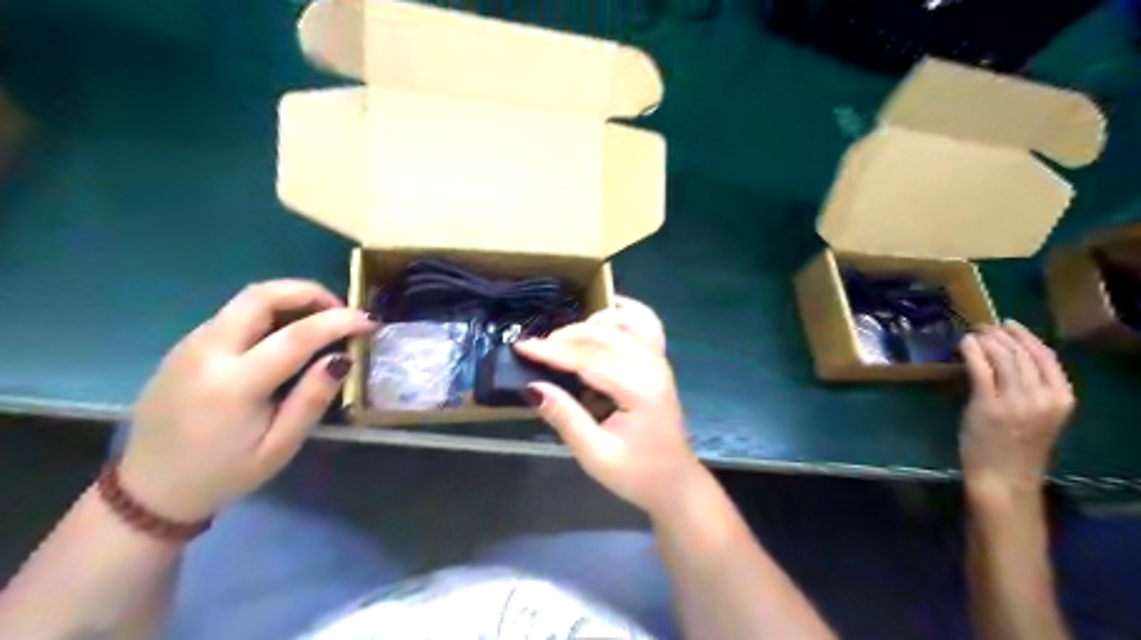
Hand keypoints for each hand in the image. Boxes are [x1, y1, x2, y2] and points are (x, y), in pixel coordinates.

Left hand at [122, 283, 378, 520]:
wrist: (149, 491)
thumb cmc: (224, 474)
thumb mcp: (280, 447)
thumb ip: (312, 399)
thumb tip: (342, 358)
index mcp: (234, 385)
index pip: (296, 335)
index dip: (339, 321)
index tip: (369, 322)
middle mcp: (206, 353)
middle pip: (260, 296)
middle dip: (309, 292)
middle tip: (340, 310)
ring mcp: (189, 346)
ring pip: (245, 301)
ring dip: (289, 300)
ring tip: (319, 323)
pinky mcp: (184, 348)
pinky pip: (232, 315)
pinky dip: (268, 313)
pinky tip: (285, 337)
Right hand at [513, 304, 699, 518]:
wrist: (673, 481)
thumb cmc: (635, 473)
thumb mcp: (594, 454)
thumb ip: (565, 417)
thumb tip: (532, 386)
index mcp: (639, 390)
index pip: (589, 359)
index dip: (553, 352)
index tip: (522, 347)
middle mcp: (653, 367)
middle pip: (604, 336)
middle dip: (566, 337)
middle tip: (536, 347)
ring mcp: (660, 360)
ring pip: (623, 324)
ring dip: (589, 324)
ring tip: (562, 339)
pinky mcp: (659, 361)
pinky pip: (644, 323)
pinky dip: (621, 313)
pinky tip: (601, 315)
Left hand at [955, 322, 1075, 496]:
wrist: (1003, 476)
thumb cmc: (1017, 447)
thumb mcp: (1038, 415)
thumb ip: (1030, 389)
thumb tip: (1006, 358)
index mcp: (1062, 398)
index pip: (1045, 357)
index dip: (1025, 336)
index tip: (1008, 324)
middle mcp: (1043, 397)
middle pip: (1022, 353)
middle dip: (1001, 334)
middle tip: (983, 326)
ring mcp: (1015, 400)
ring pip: (1002, 357)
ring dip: (986, 340)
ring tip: (973, 333)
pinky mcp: (987, 404)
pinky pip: (980, 368)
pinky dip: (972, 351)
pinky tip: (964, 343)